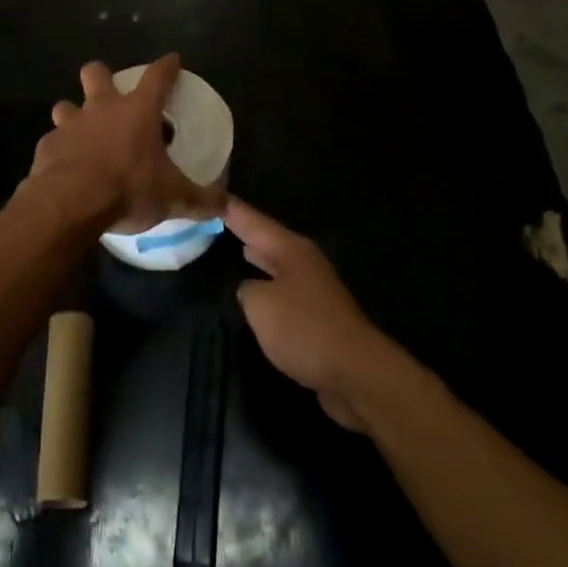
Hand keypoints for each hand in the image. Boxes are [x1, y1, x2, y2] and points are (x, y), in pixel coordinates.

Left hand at [25, 55, 224, 232]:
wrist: (70, 203)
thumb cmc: (127, 188)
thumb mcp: (172, 197)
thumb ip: (199, 200)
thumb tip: (222, 206)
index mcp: (138, 111)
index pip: (157, 76)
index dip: (167, 66)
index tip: (172, 60)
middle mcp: (102, 108)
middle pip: (96, 73)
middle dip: (101, 76)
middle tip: (109, 96)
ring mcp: (70, 124)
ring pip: (66, 105)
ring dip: (73, 115)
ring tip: (83, 135)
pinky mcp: (47, 146)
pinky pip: (53, 141)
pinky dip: (60, 151)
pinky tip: (66, 168)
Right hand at [225, 197, 396, 431]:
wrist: (357, 373)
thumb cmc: (304, 329)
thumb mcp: (261, 305)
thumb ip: (247, 290)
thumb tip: (251, 289)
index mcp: (290, 249)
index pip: (252, 220)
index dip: (229, 208)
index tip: (210, 194)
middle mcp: (304, 261)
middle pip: (268, 238)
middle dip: (244, 229)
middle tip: (217, 217)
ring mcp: (314, 288)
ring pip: (277, 264)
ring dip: (258, 256)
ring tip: (235, 245)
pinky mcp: (319, 316)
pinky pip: (284, 291)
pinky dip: (268, 285)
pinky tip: (257, 293)